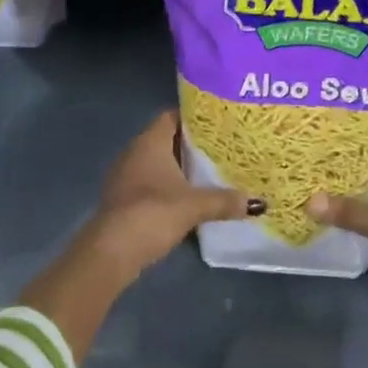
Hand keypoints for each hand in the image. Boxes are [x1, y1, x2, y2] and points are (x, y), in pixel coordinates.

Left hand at [87, 111, 247, 281]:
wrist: (111, 251)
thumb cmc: (152, 212)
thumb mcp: (194, 206)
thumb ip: (224, 200)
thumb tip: (256, 202)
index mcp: (150, 141)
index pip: (172, 116)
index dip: (194, 117)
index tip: (218, 123)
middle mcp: (134, 151)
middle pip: (166, 139)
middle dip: (191, 145)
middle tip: (220, 148)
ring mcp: (125, 176)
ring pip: (157, 163)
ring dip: (178, 168)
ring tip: (208, 172)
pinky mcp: (122, 199)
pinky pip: (149, 183)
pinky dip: (167, 186)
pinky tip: (186, 198)